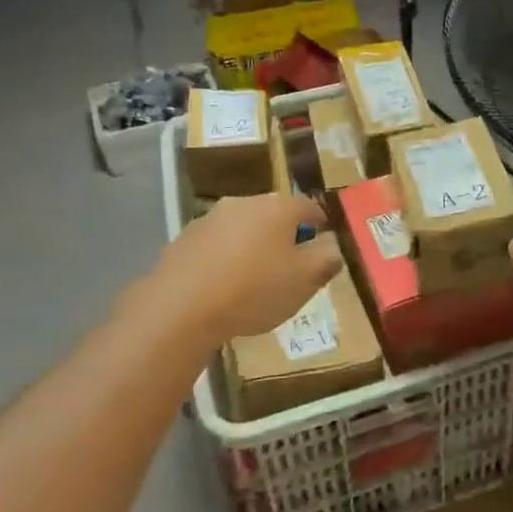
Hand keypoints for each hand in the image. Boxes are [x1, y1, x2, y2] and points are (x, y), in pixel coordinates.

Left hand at [152, 192, 344, 342]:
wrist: (180, 307)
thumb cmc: (254, 290)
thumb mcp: (304, 282)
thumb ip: (325, 261)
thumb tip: (332, 248)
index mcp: (277, 208)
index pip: (308, 205)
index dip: (320, 221)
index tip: (324, 238)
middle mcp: (243, 203)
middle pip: (272, 214)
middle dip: (284, 234)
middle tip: (291, 262)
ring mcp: (209, 219)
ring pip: (241, 228)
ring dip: (252, 245)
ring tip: (255, 277)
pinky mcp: (183, 240)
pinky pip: (215, 246)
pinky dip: (224, 259)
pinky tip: (223, 286)